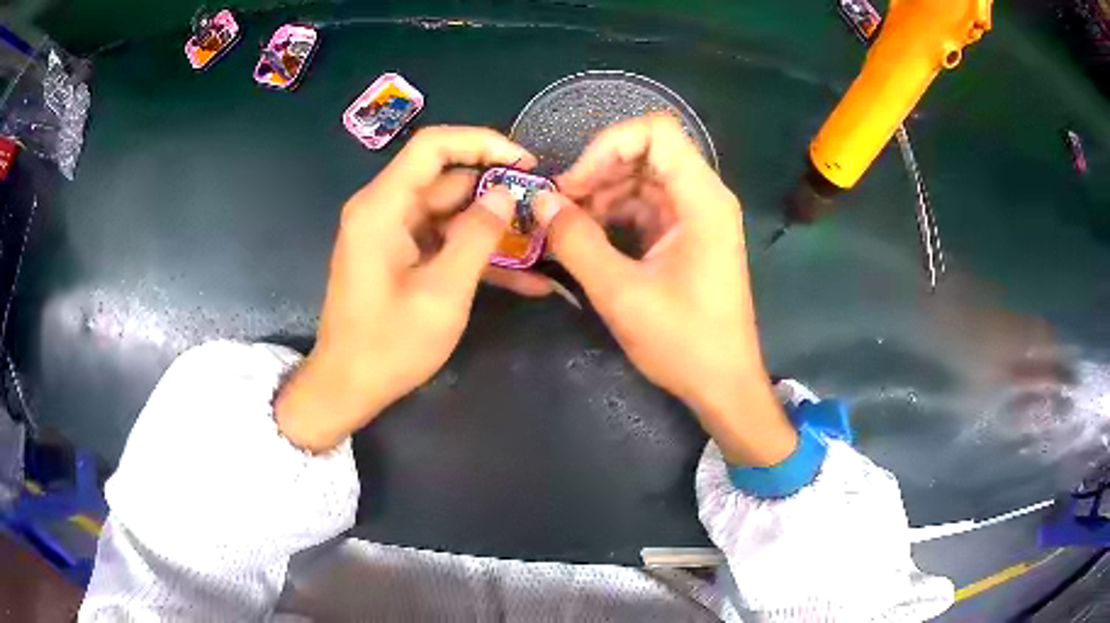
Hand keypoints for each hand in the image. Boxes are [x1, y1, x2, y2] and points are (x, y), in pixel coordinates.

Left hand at [276, 127, 535, 451]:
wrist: (347, 387)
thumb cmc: (388, 345)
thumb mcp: (442, 292)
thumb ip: (476, 236)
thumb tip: (506, 194)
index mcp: (383, 207)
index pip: (433, 145)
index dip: (482, 142)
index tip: (525, 163)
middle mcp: (384, 209)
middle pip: (446, 178)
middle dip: (497, 191)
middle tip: (545, 209)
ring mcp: (392, 233)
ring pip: (451, 211)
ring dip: (494, 227)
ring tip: (544, 242)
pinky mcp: (400, 255)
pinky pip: (443, 240)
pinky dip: (477, 253)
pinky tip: (525, 278)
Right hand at [536, 114, 796, 466]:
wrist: (724, 384)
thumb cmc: (684, 342)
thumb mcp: (621, 293)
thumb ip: (576, 241)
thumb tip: (540, 201)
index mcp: (702, 200)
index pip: (656, 132)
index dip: (608, 145)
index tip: (575, 184)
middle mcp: (704, 197)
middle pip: (646, 152)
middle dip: (598, 170)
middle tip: (560, 206)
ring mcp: (697, 216)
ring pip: (642, 178)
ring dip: (602, 193)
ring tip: (566, 224)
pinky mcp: (687, 236)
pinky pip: (646, 205)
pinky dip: (615, 213)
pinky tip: (588, 236)